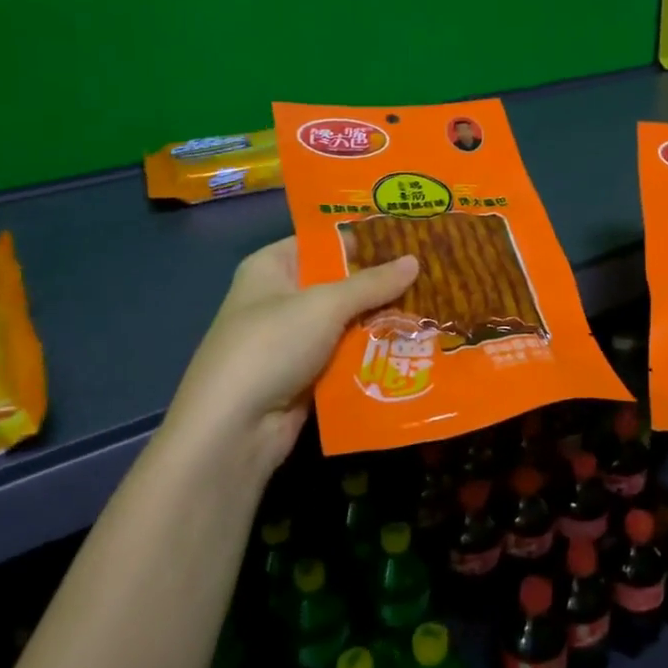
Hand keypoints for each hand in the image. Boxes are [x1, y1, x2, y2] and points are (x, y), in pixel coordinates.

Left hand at [161, 238, 418, 473]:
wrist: (233, 429)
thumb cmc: (272, 345)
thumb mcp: (325, 305)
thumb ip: (372, 283)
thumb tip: (415, 261)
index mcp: (272, 267)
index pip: (323, 241)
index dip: (364, 239)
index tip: (410, 237)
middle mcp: (280, 299)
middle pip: (339, 283)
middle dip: (381, 283)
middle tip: (433, 274)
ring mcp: (292, 341)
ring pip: (347, 323)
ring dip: (383, 321)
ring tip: (433, 308)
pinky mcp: (305, 377)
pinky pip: (346, 356)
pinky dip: (372, 354)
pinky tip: (413, 347)